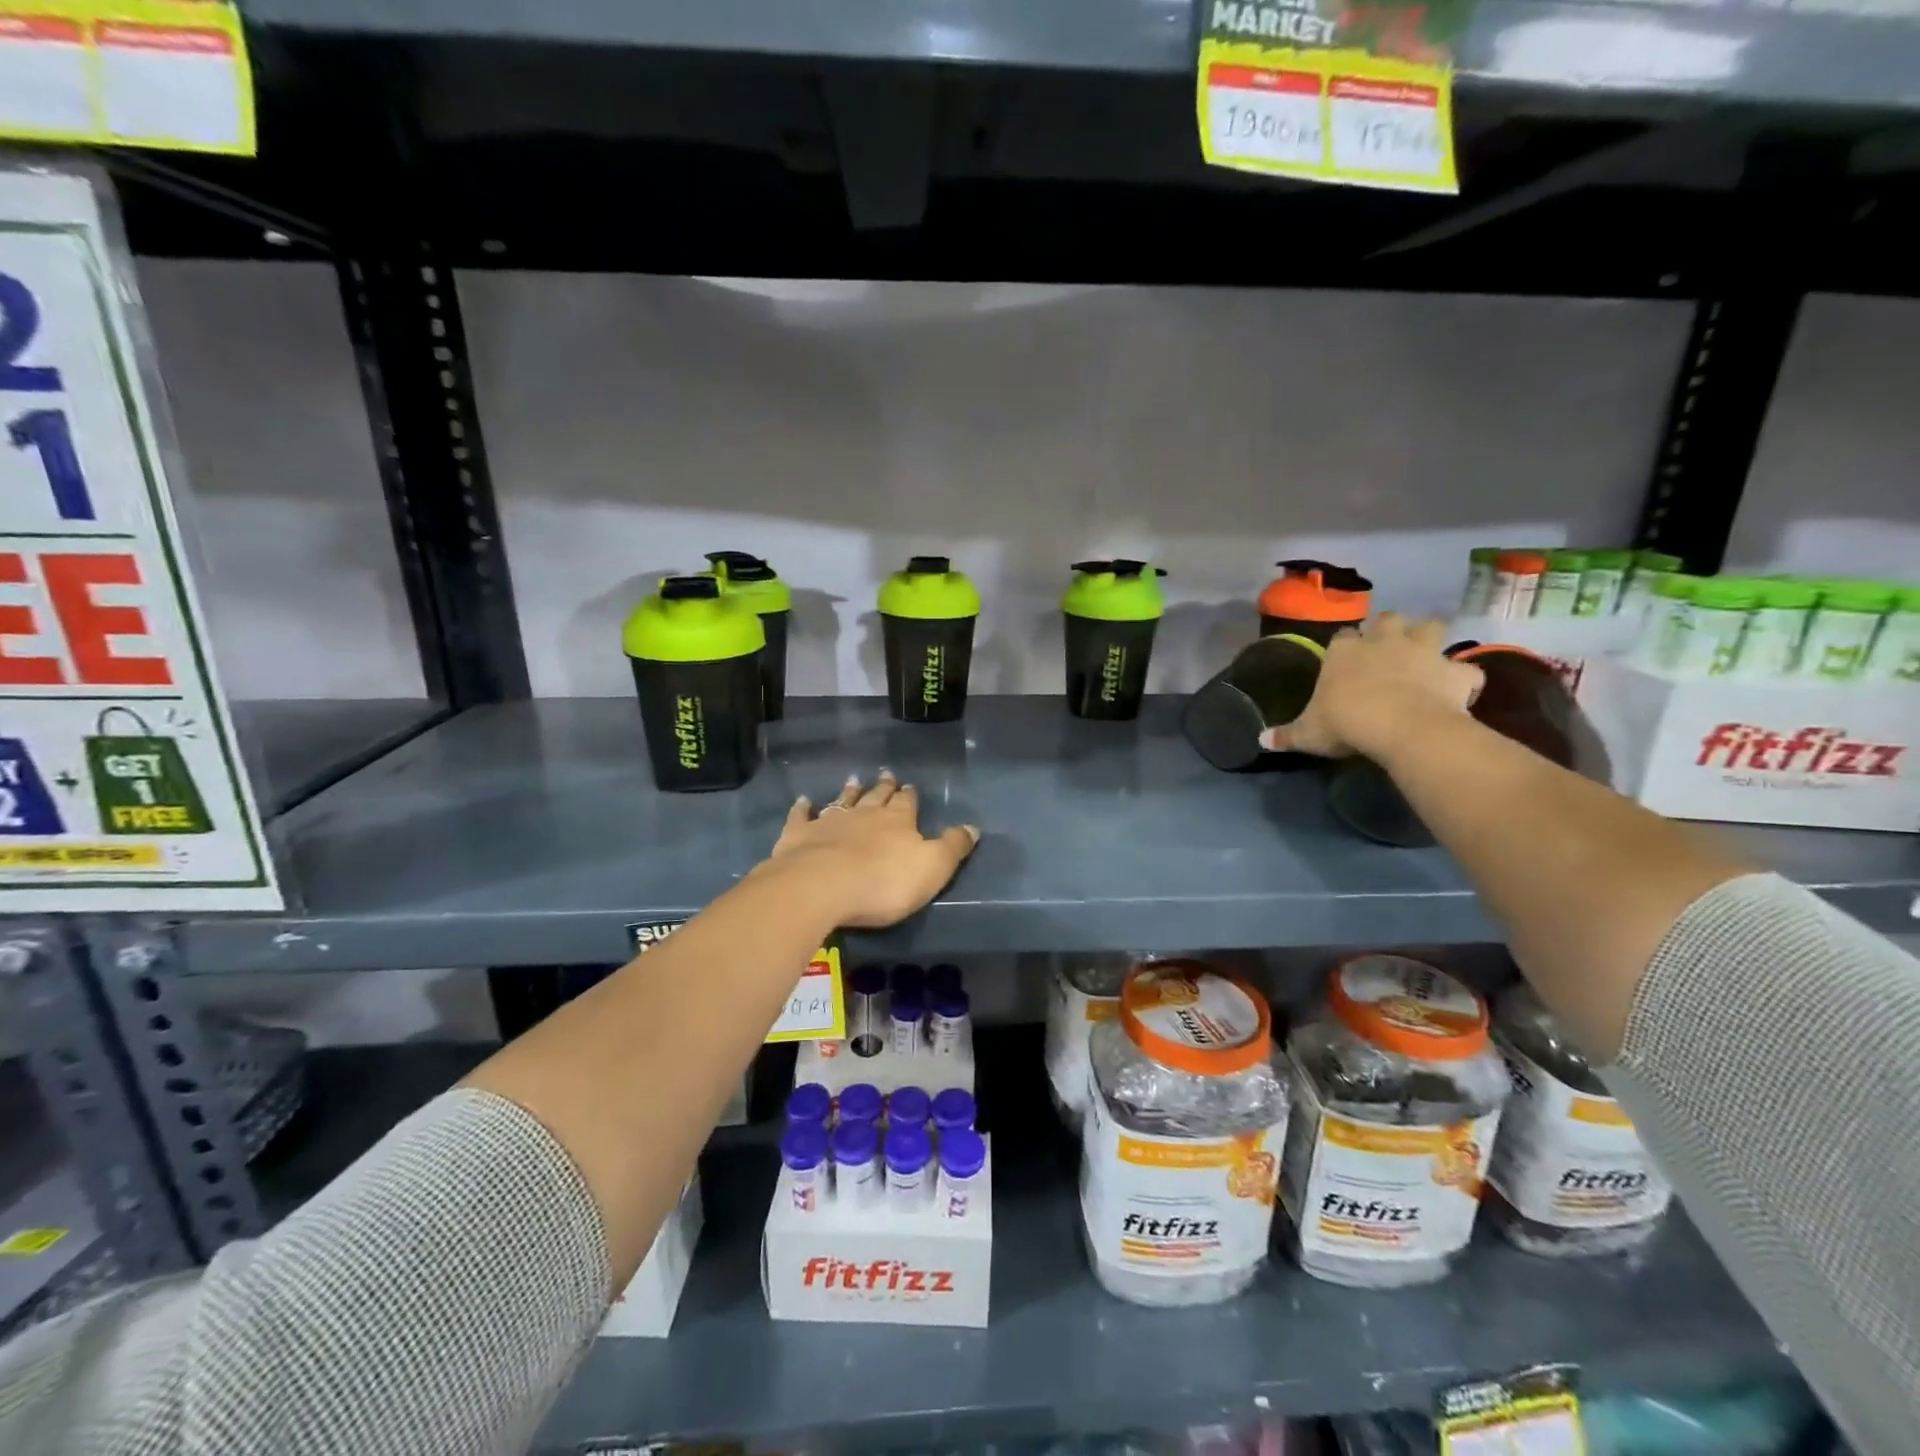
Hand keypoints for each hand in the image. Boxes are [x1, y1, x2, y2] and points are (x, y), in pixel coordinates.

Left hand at [759, 771, 979, 928]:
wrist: (821, 886)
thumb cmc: (884, 882)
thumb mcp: (932, 868)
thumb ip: (953, 847)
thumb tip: (974, 827)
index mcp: (898, 821)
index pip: (907, 803)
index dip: (909, 795)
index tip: (910, 786)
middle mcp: (864, 814)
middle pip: (876, 796)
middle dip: (883, 786)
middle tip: (885, 774)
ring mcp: (829, 822)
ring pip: (842, 801)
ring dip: (849, 791)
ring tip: (853, 779)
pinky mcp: (799, 835)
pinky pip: (802, 816)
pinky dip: (803, 808)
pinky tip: (803, 801)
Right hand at [1260, 613, 1481, 761]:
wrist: (1400, 725)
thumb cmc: (1346, 722)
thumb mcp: (1308, 733)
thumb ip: (1287, 734)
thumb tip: (1261, 741)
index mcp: (1345, 652)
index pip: (1344, 636)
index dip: (1347, 645)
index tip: (1346, 658)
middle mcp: (1384, 642)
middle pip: (1389, 620)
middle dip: (1390, 629)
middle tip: (1388, 648)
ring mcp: (1424, 652)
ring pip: (1432, 627)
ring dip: (1430, 638)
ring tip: (1426, 656)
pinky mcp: (1455, 672)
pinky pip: (1467, 671)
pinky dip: (1464, 679)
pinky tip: (1458, 691)